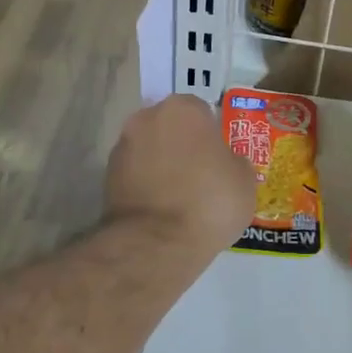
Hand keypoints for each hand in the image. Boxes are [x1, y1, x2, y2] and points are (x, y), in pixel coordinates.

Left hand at [106, 95, 254, 256]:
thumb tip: (225, 162)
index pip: (200, 110)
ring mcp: (122, 147)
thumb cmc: (210, 201)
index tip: (219, 156)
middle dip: (182, 144)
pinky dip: (146, 185)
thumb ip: (234, 161)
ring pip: (150, 149)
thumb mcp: (244, 180)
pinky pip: (135, 174)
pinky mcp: (106, 178)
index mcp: (183, 109)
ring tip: (180, 196)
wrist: (157, 243)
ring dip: (162, 164)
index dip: (211, 133)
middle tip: (201, 174)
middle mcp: (147, 118)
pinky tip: (161, 209)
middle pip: (170, 126)